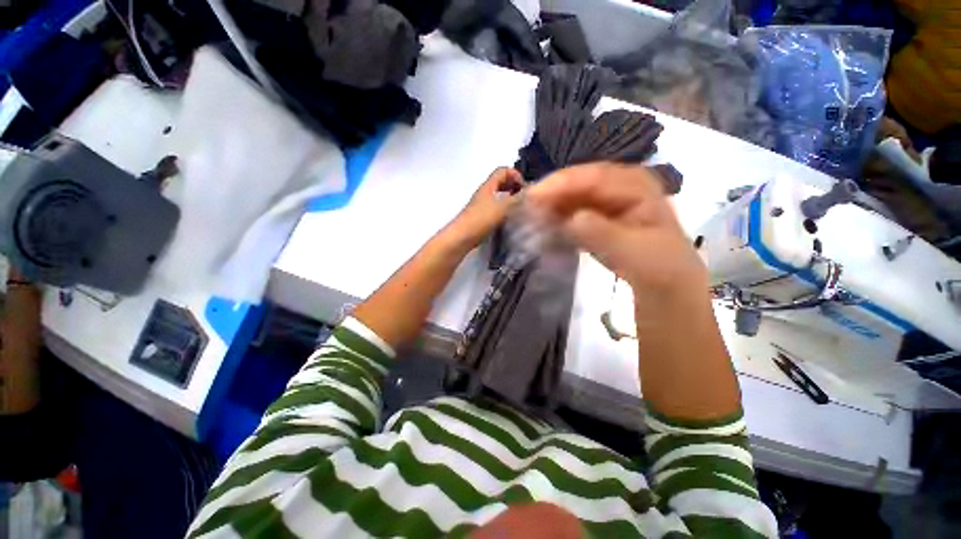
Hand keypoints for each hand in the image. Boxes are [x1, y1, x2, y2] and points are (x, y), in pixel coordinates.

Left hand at [447, 167, 524, 248]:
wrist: (462, 237)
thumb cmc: (481, 219)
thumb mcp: (502, 207)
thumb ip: (517, 199)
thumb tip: (532, 191)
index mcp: (488, 186)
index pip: (503, 171)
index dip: (515, 175)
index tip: (524, 188)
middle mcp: (485, 193)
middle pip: (501, 182)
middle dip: (514, 187)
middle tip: (524, 198)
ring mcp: (482, 205)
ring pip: (499, 196)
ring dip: (510, 199)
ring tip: (519, 208)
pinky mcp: (482, 217)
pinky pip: (496, 208)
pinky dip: (505, 210)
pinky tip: (510, 219)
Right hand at [527, 163, 706, 295]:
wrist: (664, 282)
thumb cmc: (656, 265)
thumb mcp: (633, 251)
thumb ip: (602, 234)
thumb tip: (572, 219)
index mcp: (635, 184)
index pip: (593, 177)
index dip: (561, 184)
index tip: (533, 197)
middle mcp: (619, 185)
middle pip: (579, 183)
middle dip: (551, 193)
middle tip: (525, 207)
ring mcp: (607, 200)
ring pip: (572, 196)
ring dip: (551, 206)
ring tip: (530, 217)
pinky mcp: (597, 216)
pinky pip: (572, 211)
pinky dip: (557, 218)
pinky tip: (543, 226)